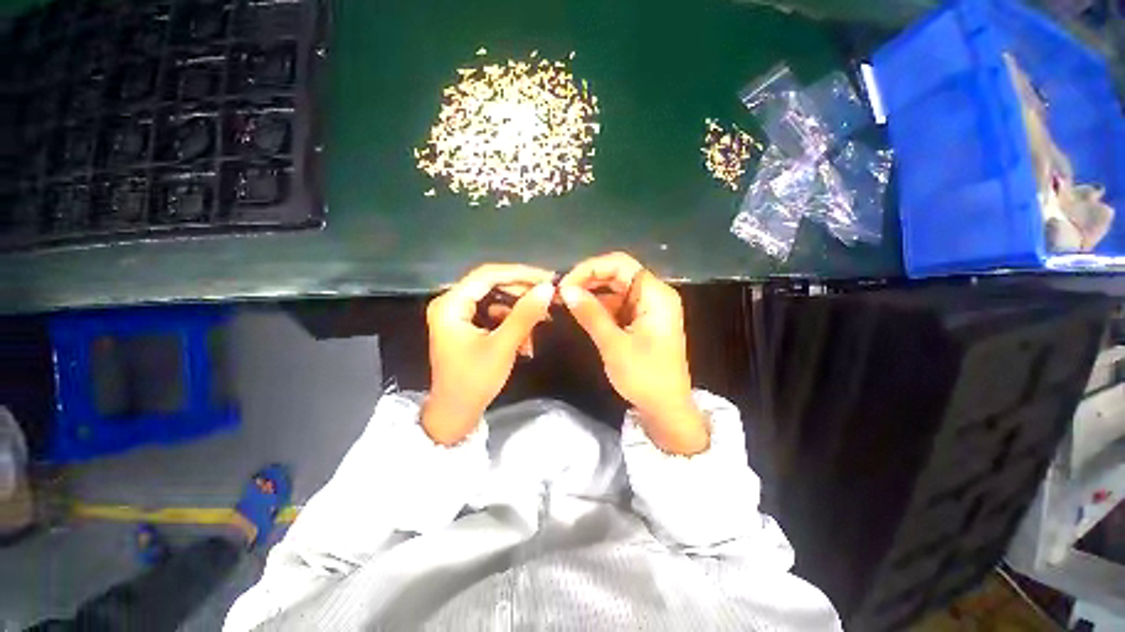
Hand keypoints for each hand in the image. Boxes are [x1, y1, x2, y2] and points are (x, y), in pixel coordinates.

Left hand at [423, 264, 555, 444]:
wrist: (456, 415)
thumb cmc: (474, 381)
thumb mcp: (503, 346)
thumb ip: (525, 315)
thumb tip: (548, 288)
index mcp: (450, 305)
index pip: (487, 275)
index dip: (520, 274)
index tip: (547, 278)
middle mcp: (451, 303)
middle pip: (492, 285)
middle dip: (522, 293)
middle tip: (549, 296)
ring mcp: (459, 315)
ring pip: (496, 300)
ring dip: (520, 311)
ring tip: (543, 321)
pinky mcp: (468, 326)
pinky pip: (494, 315)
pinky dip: (512, 324)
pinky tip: (526, 340)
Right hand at [559, 253, 708, 454]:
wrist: (666, 409)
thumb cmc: (645, 377)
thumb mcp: (614, 345)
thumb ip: (590, 314)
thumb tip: (565, 289)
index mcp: (655, 295)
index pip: (620, 264)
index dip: (590, 269)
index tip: (565, 285)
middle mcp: (654, 294)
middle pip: (618, 273)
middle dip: (588, 280)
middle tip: (561, 293)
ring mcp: (649, 307)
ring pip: (616, 288)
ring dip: (591, 293)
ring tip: (566, 301)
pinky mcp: (642, 319)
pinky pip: (618, 304)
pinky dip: (599, 307)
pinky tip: (581, 312)